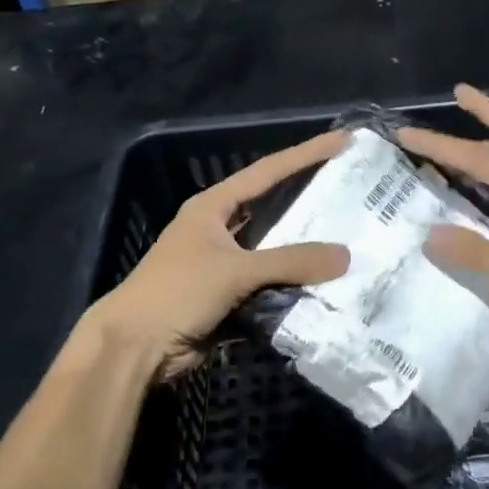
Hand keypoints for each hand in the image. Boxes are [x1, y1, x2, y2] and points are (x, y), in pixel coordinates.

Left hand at [87, 130, 350, 377]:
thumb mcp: (236, 270)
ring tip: (351, 237)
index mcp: (213, 207)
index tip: (343, 140)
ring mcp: (224, 263)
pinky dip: (294, 283)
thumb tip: (346, 256)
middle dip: (311, 200)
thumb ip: (291, 262)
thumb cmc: (177, 293)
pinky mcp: (229, 295)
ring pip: (275, 249)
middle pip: (274, 208)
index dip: (306, 154)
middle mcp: (220, 228)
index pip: (268, 171)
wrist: (134, 348)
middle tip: (354, 190)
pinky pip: (271, 283)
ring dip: (306, 249)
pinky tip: (327, 282)